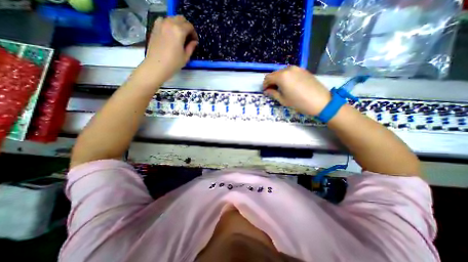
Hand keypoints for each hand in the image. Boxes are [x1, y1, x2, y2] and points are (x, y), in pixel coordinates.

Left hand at [144, 16, 199, 79]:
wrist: (156, 66)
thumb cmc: (173, 63)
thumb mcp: (186, 57)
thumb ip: (191, 47)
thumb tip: (194, 42)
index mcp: (179, 31)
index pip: (190, 26)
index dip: (194, 33)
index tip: (195, 41)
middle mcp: (169, 23)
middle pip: (181, 19)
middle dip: (187, 27)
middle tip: (188, 38)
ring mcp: (160, 24)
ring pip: (172, 18)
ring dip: (178, 25)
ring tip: (180, 36)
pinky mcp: (155, 27)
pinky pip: (164, 21)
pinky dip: (169, 25)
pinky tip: (171, 34)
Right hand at [263, 66, 327, 114]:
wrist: (320, 101)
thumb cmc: (299, 102)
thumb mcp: (283, 100)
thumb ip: (273, 93)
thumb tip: (267, 90)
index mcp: (282, 76)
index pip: (268, 78)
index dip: (265, 85)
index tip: (265, 91)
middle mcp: (288, 69)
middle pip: (274, 74)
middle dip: (271, 82)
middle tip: (272, 90)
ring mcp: (297, 68)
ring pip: (282, 72)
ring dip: (278, 79)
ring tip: (281, 88)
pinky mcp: (303, 70)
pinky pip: (290, 72)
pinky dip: (286, 77)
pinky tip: (289, 85)